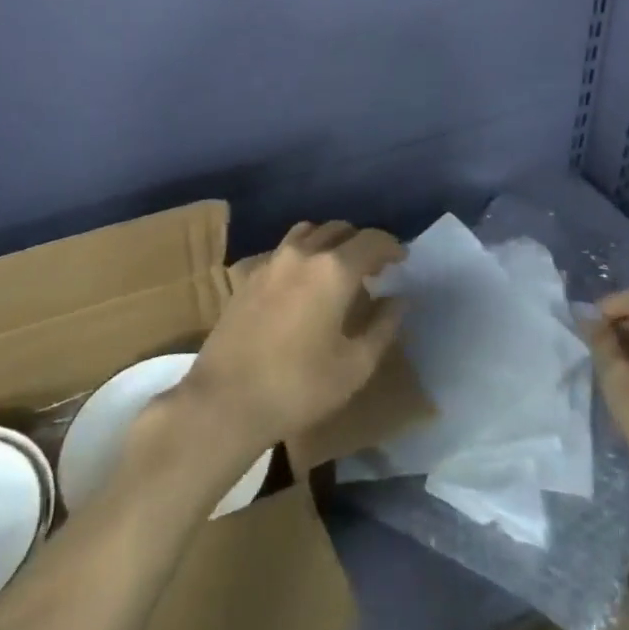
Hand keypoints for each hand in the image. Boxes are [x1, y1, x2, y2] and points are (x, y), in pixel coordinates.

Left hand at [183, 221, 404, 460]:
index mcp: (334, 270)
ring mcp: (270, 261)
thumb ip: (383, 326)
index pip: (372, 240)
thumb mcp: (355, 366)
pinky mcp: (247, 275)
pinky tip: (302, 282)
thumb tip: (399, 299)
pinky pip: (282, 249)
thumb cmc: (299, 387)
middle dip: (361, 242)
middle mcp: (302, 253)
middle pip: (339, 229)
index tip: (402, 259)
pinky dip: (302, 254)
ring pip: (308, 232)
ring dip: (329, 242)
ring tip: (338, 268)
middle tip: (374, 267)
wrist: (226, 400)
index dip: (391, 246)